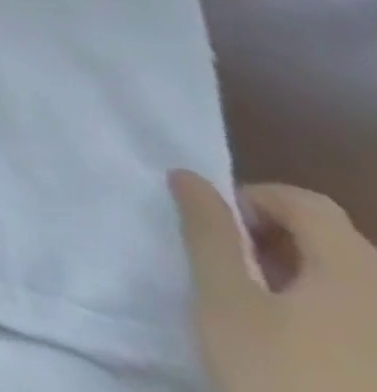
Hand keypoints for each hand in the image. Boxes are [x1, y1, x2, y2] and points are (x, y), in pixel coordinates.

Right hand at [171, 170, 376, 391]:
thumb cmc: (280, 377)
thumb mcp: (225, 301)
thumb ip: (207, 230)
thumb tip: (189, 176)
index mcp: (359, 272)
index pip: (306, 202)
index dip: (256, 202)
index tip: (225, 236)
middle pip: (342, 244)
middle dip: (286, 246)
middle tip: (248, 278)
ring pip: (365, 288)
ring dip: (319, 286)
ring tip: (283, 321)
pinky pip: (373, 325)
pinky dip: (348, 324)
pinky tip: (323, 358)